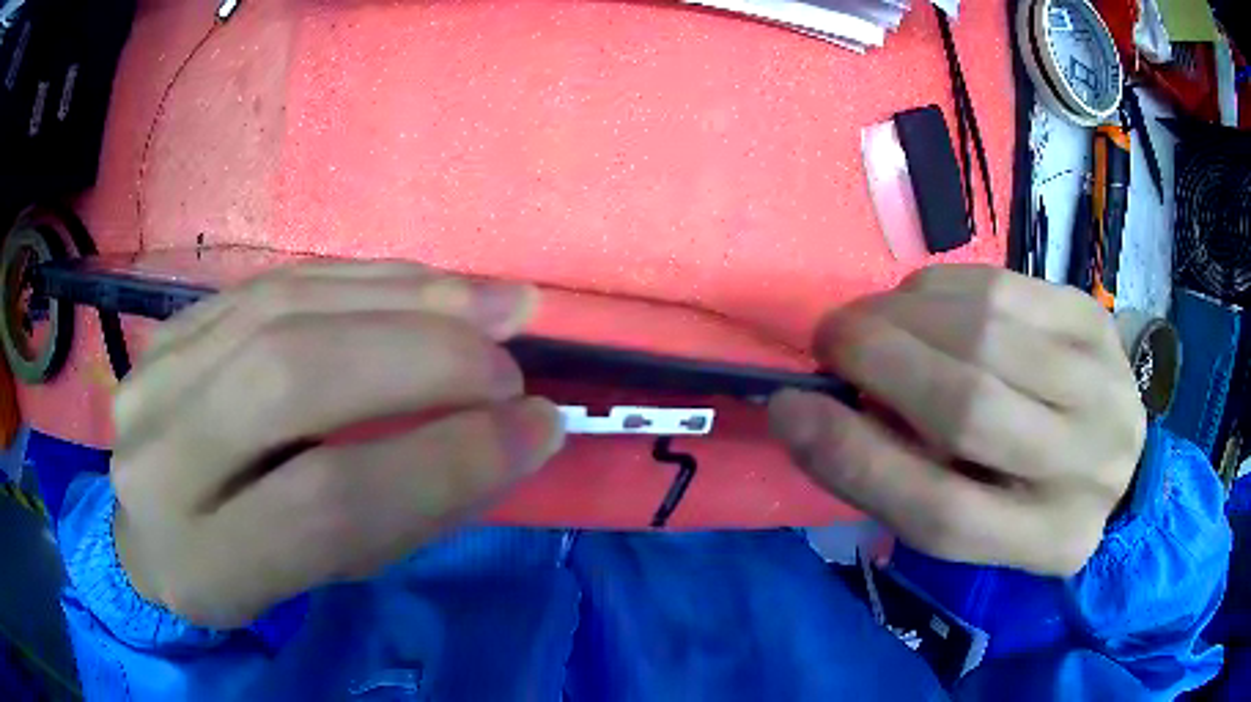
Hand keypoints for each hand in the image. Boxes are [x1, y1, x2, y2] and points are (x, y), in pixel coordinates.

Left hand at [111, 262, 564, 627]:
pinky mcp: (171, 328)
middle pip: (292, 379)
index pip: (326, 504)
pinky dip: (362, 278)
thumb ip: (398, 515)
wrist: (154, 529)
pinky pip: (273, 283)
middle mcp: (159, 460)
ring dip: (403, 298)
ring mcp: (156, 377)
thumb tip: (501, 438)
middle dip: (422, 360)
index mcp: (200, 564)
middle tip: (509, 363)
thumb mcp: (318, 578)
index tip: (536, 430)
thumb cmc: (245, 575)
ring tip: (492, 303)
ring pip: (283, 311)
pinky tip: (425, 283)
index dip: (442, 462)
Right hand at [769, 266, 1145, 575]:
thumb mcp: (969, 514)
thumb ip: (899, 478)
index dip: (855, 459)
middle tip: (830, 342)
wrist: (1108, 442)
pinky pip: (1000, 286)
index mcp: (1046, 541)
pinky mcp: (1092, 317)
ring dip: (902, 316)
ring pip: (984, 333)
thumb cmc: (1027, 491)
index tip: (789, 409)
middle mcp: (1087, 466)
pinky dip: (940, 288)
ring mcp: (1101, 381)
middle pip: (969, 409)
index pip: (942, 513)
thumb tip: (812, 412)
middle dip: (878, 361)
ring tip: (869, 322)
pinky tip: (921, 302)